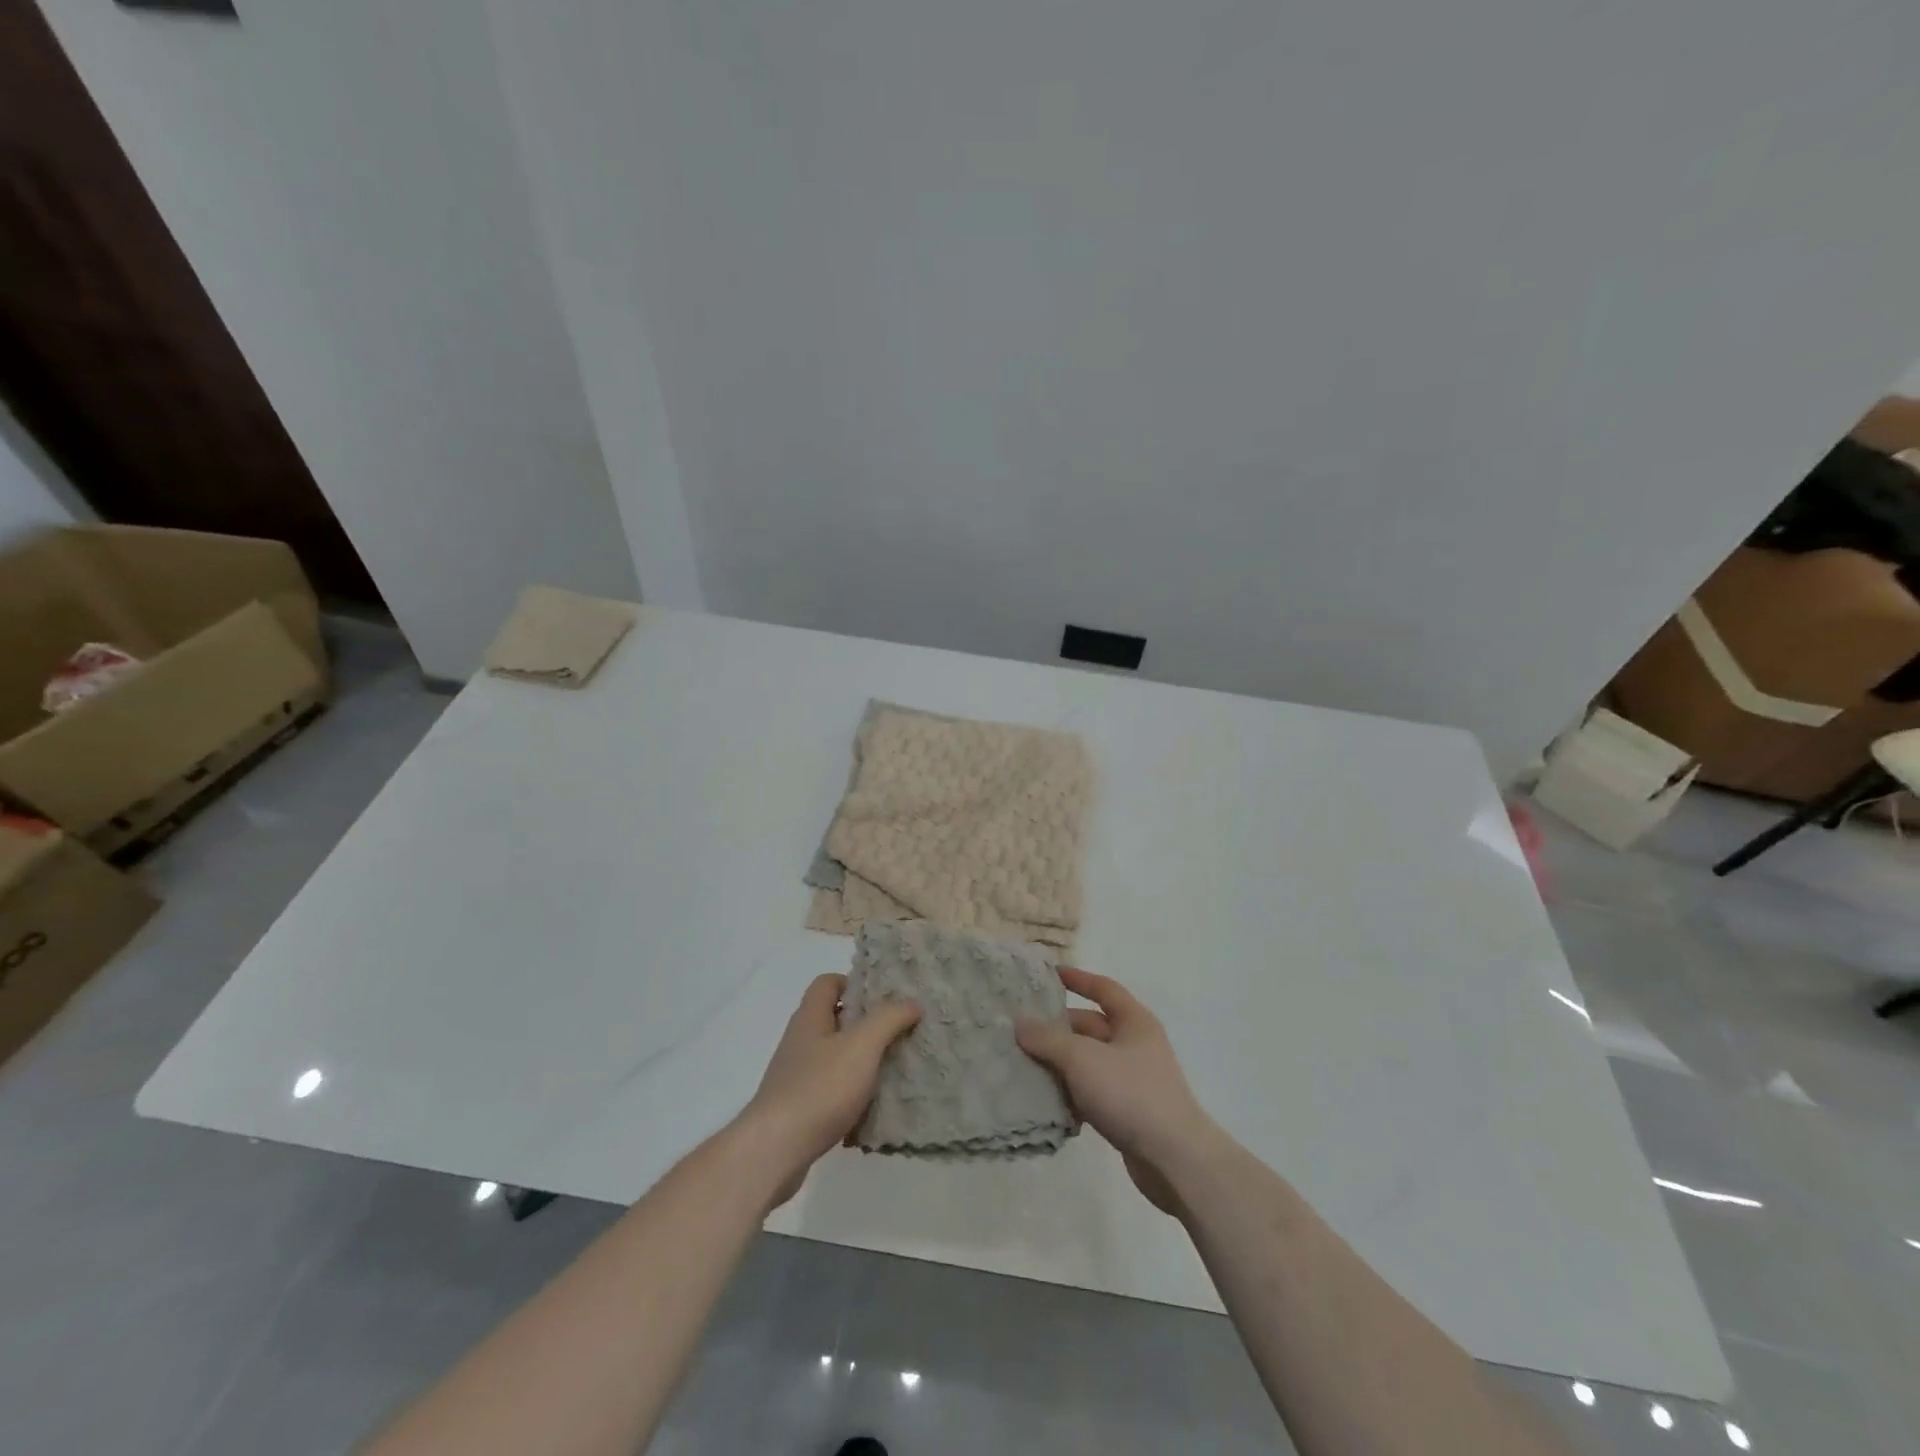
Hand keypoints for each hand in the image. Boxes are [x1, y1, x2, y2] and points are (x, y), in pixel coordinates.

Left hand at [737, 974, 920, 1206]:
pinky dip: (850, 1094)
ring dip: (860, 1061)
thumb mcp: (862, 1046)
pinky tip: (870, 1108)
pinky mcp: (797, 1108)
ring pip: (833, 1057)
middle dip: (865, 1024)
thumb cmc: (819, 1088)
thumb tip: (911, 1002)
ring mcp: (795, 1076)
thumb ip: (888, 1019)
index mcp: (810, 1017)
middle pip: (833, 1019)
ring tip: (891, 1070)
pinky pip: (829, 1091)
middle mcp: (799, 1041)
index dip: (854, 983)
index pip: (827, 983)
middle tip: (897, 1032)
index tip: (883, 998)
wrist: (775, 1150)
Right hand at [1016, 968, 1215, 1215]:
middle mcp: (1135, 1045)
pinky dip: (1071, 1092)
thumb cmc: (1130, 1093)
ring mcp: (1133, 1080)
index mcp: (1134, 1021)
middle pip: (1091, 1027)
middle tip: (1021, 1031)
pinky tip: (1046, 1100)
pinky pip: (1092, 1091)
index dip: (1078, 979)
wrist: (1174, 1159)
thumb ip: (1048, 1039)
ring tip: (1023, 1064)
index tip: (1049, 976)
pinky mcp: (1128, 1112)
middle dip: (1058, 1028)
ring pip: (1088, 1062)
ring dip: (1060, 1063)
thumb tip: (1020, 1023)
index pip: (1103, 989)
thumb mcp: (1082, 1059)